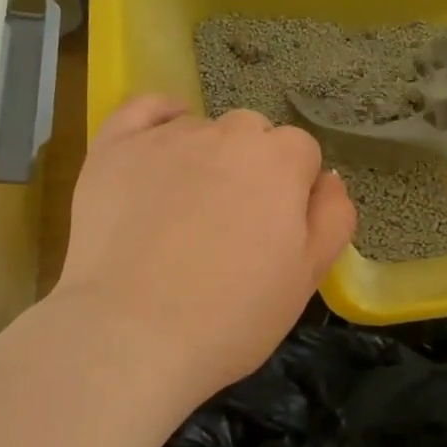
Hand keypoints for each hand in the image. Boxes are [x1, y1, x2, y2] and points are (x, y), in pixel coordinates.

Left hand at [54, 97, 356, 406]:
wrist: (130, 336)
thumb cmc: (230, 317)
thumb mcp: (307, 277)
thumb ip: (332, 217)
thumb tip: (328, 179)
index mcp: (280, 160)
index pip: (301, 152)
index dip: (293, 190)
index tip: (275, 230)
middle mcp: (226, 133)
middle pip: (253, 134)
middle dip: (252, 168)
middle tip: (232, 224)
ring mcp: (166, 137)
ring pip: (201, 128)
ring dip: (205, 157)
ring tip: (183, 212)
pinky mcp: (114, 147)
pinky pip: (144, 109)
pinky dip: (158, 118)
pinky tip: (159, 145)